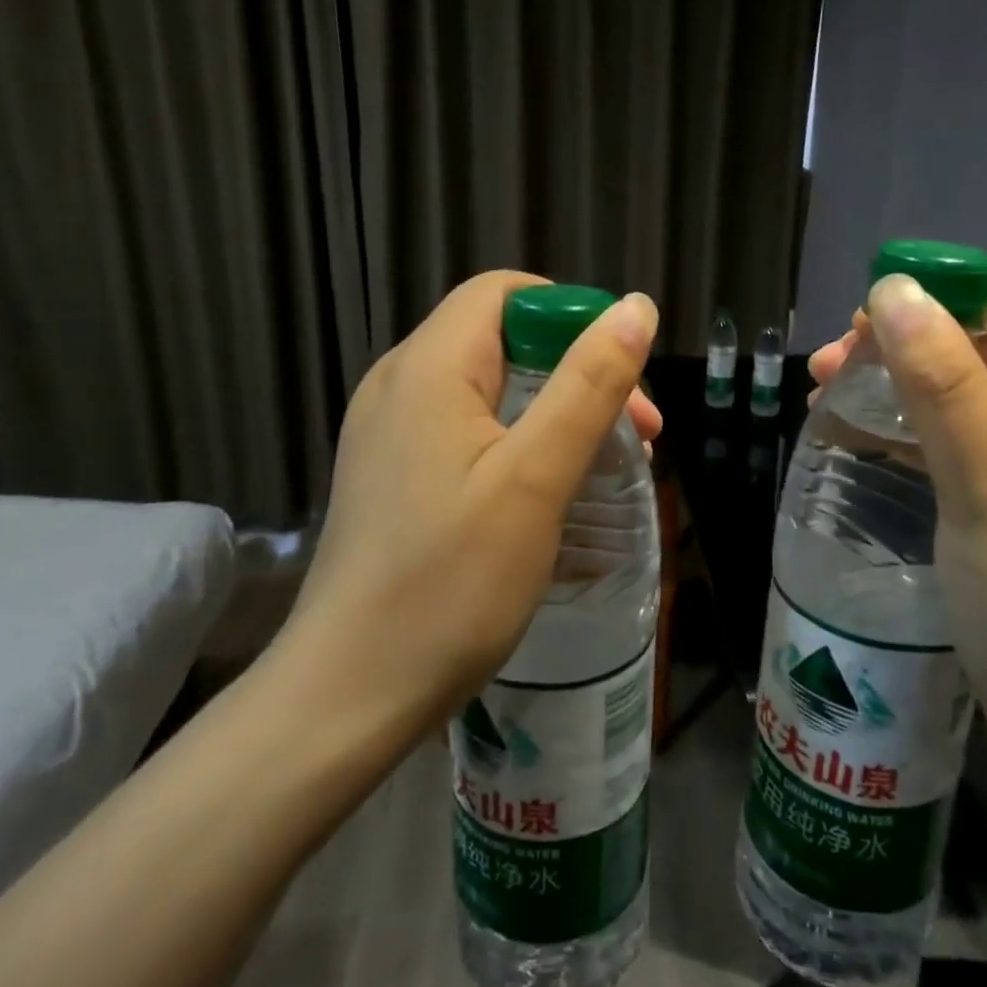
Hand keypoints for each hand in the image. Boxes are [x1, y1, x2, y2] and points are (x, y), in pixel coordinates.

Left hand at [266, 271, 660, 738]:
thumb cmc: (451, 581)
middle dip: (576, 370)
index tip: (623, 375)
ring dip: (554, 410)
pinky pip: (465, 429)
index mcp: (429, 366)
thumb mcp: (536, 476)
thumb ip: (589, 383)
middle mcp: (399, 384)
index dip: (573, 316)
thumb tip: (636, 307)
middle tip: (637, 435)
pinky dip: (518, 441)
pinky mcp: (392, 474)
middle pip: (501, 338)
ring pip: (488, 387)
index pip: (506, 292)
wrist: (349, 694)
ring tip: (605, 465)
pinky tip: (550, 492)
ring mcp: (389, 432)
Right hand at [812, 279, 986, 767]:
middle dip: (904, 353)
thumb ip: (943, 385)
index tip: (851, 327)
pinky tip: (871, 435)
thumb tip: (896, 290)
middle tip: (826, 369)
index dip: (930, 308)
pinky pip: (971, 442)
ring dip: (903, 390)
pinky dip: (919, 432)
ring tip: (830, 396)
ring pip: (973, 399)